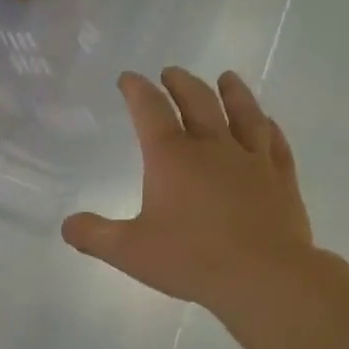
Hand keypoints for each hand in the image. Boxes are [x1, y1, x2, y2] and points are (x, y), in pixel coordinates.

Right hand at [62, 67, 316, 310]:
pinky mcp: (281, 180)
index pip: (150, 111)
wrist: (265, 276)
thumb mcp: (128, 252)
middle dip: (181, 84)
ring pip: (243, 114)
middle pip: (197, 102)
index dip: (137, 90)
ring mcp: (252, 161)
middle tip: (171, 72)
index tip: (129, 78)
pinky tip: (267, 123)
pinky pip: (275, 143)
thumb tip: (67, 225)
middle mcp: (213, 148)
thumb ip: (94, 235)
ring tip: (226, 78)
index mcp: (172, 158)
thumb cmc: (192, 259)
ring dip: (232, 92)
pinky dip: (269, 127)